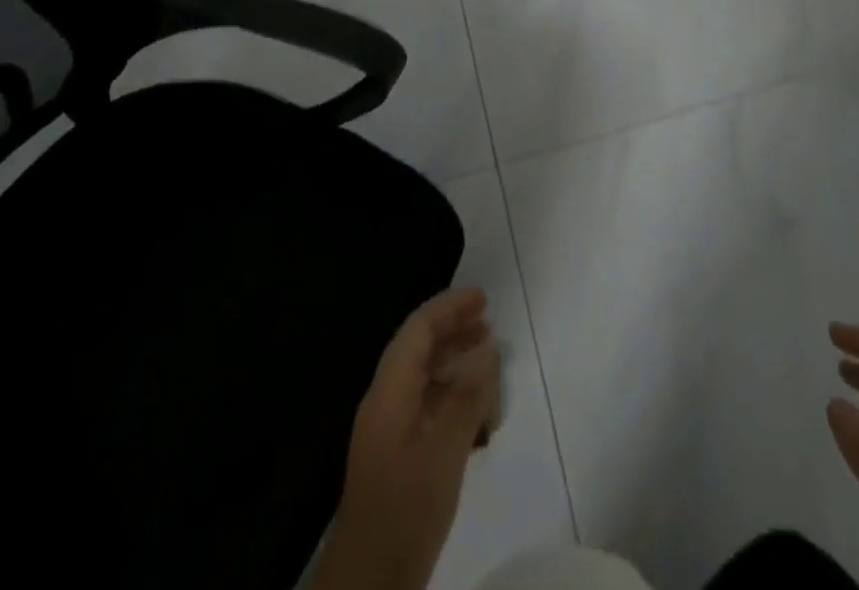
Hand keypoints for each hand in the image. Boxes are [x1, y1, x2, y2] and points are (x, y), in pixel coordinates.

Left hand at [315, 288, 500, 589]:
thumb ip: (467, 397)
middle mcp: (385, 402)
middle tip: (489, 323)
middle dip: (452, 330)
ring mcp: (388, 431)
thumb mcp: (444, 451)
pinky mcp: (396, 457)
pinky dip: (451, 397)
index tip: (483, 298)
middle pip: (418, 349)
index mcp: (389, 392)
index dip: (449, 307)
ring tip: (488, 360)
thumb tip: (488, 349)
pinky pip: (425, 407)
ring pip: (422, 378)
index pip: (418, 330)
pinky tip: (477, 413)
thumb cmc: (406, 509)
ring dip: (454, 363)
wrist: (368, 583)